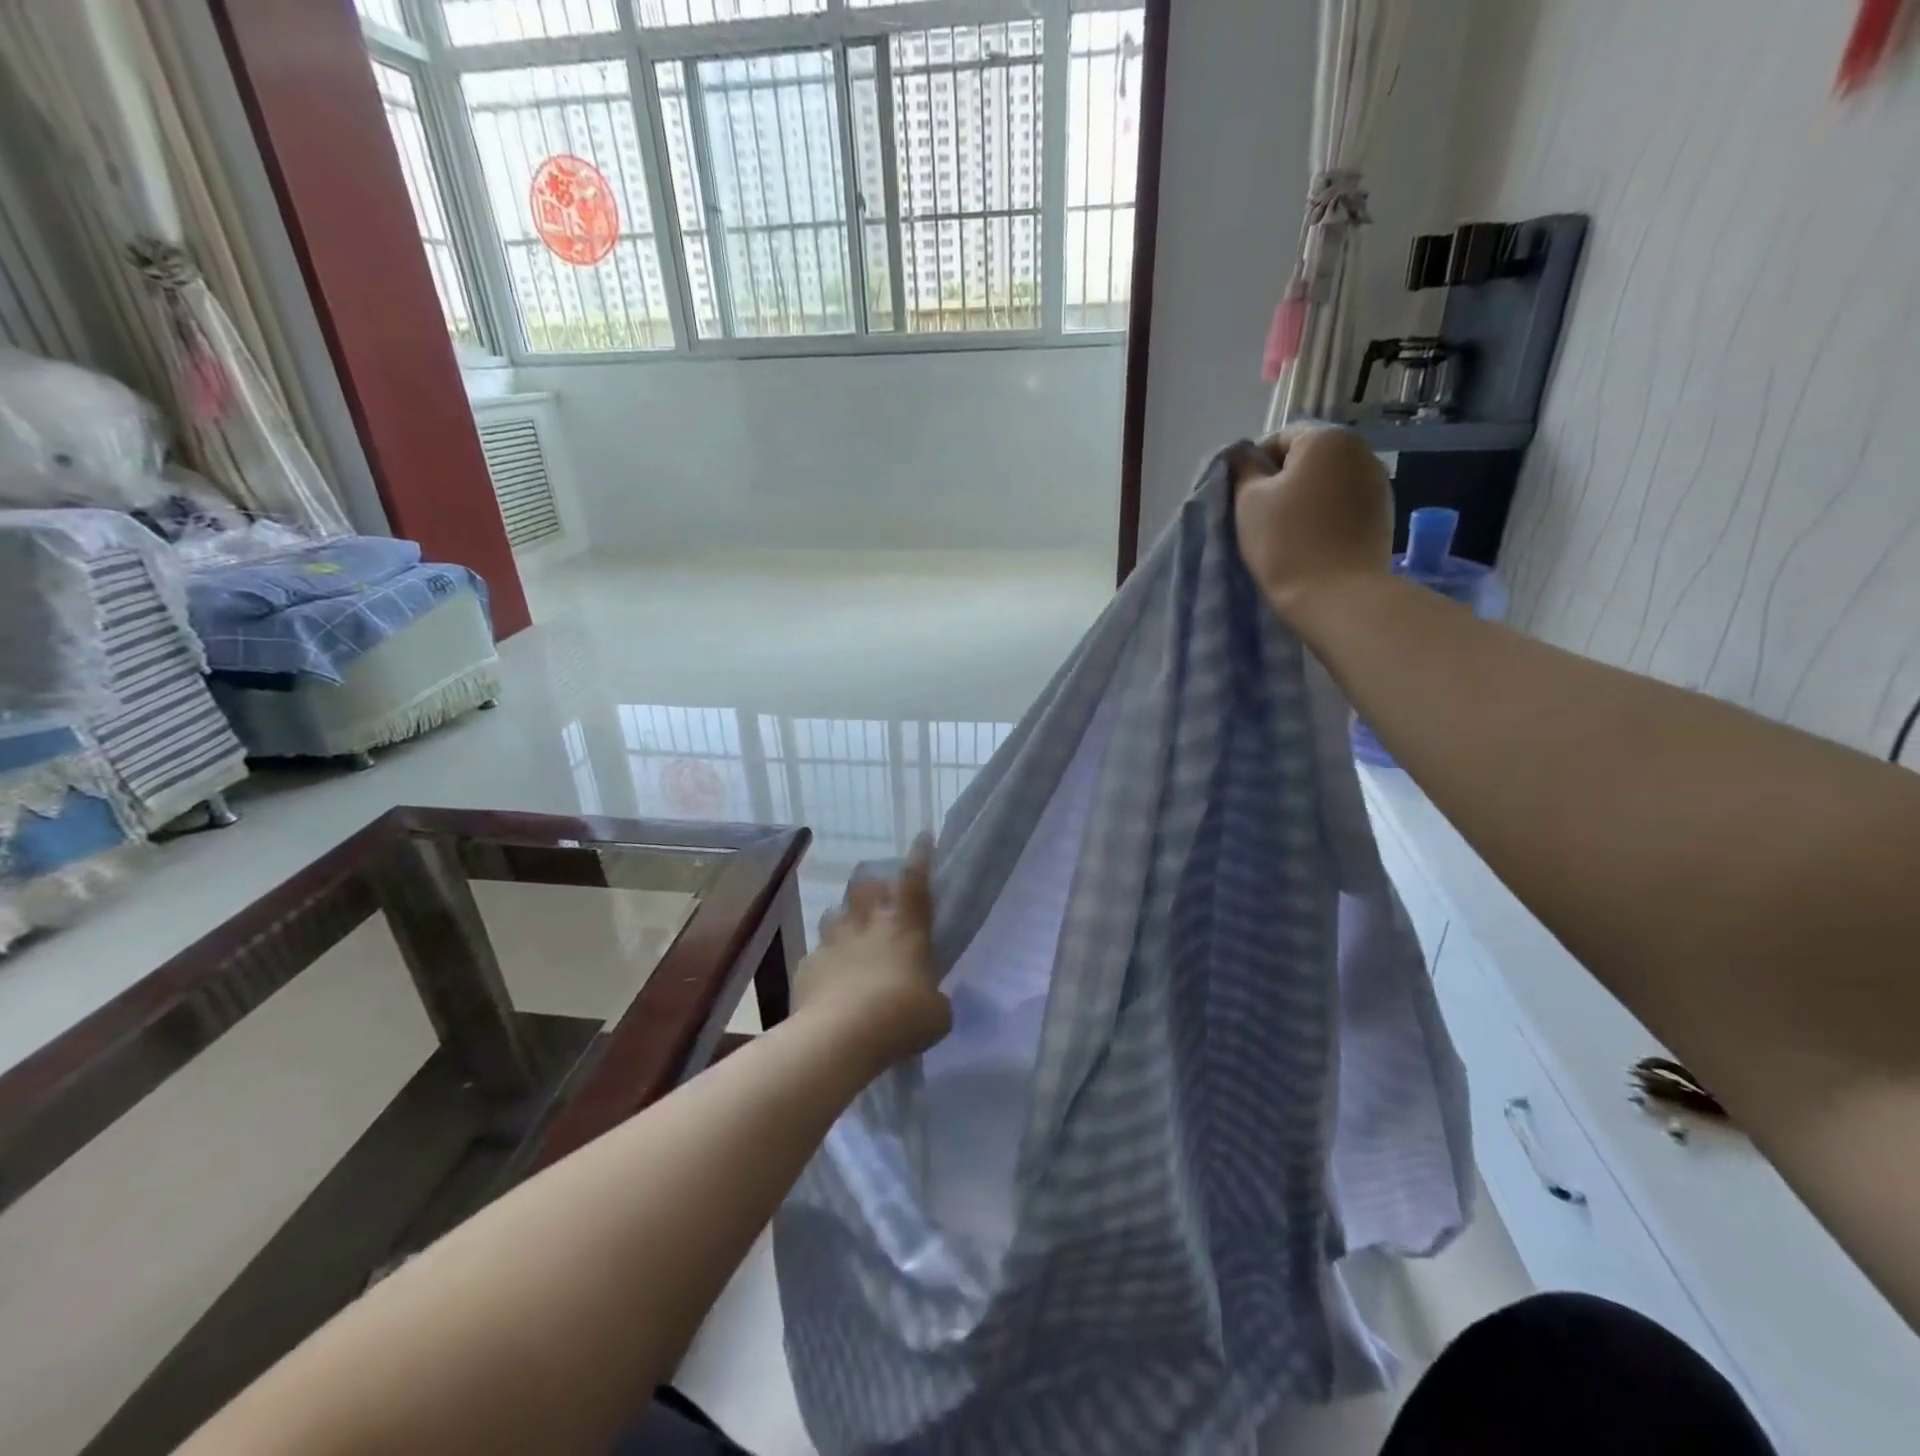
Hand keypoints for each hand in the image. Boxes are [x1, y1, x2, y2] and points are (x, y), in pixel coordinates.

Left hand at [796, 836, 949, 1065]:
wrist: (841, 1037)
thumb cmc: (902, 1018)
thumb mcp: (936, 1014)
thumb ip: (934, 999)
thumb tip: (930, 1002)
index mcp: (905, 928)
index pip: (914, 882)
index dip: (919, 857)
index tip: (922, 837)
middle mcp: (867, 925)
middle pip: (864, 886)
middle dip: (870, 884)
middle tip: (876, 895)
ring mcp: (832, 943)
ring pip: (833, 914)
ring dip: (842, 920)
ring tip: (847, 935)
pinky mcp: (807, 967)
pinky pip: (815, 956)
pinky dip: (823, 963)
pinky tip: (827, 980)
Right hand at [1231, 424, 1391, 623]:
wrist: (1337, 595)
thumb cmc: (1285, 542)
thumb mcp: (1248, 501)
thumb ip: (1244, 469)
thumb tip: (1243, 455)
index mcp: (1326, 438)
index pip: (1280, 439)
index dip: (1255, 466)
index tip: (1243, 498)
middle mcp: (1360, 450)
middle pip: (1307, 458)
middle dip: (1283, 481)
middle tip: (1262, 517)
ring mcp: (1378, 481)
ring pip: (1327, 481)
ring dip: (1306, 498)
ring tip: (1288, 532)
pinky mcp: (1383, 512)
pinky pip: (1345, 503)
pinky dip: (1326, 514)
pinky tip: (1314, 541)